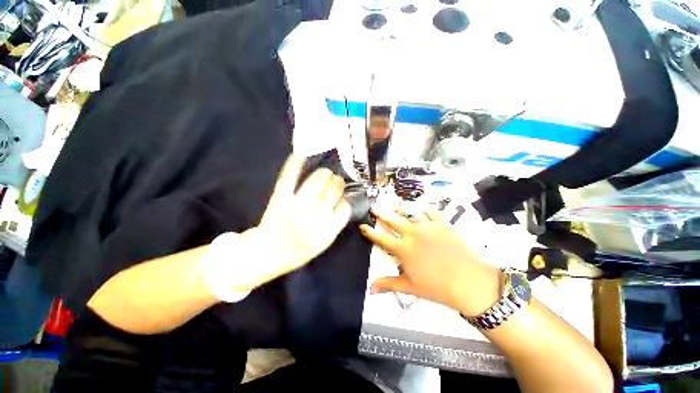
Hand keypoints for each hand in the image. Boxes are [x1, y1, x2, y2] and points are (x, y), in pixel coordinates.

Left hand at [239, 154, 351, 285]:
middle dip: (337, 182)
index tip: (342, 197)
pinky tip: (302, 154)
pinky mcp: (282, 196)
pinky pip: (291, 176)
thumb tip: (343, 202)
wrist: (270, 252)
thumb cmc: (300, 250)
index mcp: (329, 227)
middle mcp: (317, 213)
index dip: (345, 199)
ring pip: (319, 179)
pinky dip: (296, 163)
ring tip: (324, 174)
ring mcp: (299, 203)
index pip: (345, 206)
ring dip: (324, 174)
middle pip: (334, 188)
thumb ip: (336, 223)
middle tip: (335, 181)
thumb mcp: (325, 242)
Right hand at [360, 207, 502, 316]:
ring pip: (410, 214)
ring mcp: (427, 227)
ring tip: (395, 207)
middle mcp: (412, 233)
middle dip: (381, 213)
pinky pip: (431, 212)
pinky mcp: (442, 224)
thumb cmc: (436, 286)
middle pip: (392, 220)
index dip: (370, 232)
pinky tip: (422, 210)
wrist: (469, 281)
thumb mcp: (410, 287)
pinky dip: (425, 210)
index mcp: (402, 248)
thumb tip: (370, 290)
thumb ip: (388, 284)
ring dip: (401, 210)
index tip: (363, 225)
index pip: (381, 238)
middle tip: (374, 207)